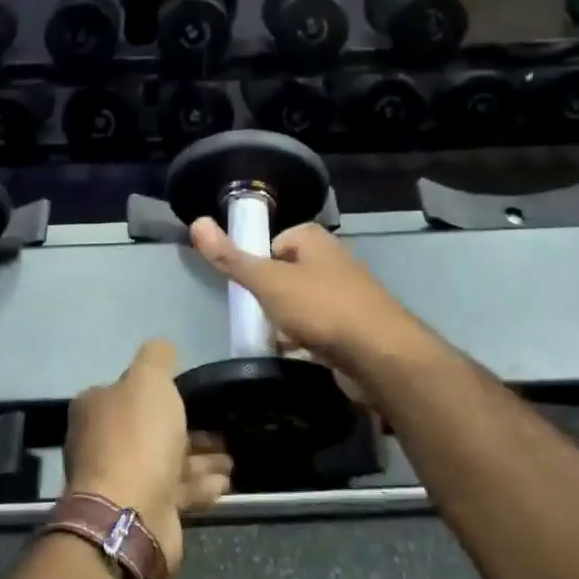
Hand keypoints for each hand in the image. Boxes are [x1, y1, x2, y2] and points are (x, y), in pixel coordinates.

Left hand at [64, 339, 232, 570]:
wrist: (131, 514)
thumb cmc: (137, 437)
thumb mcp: (148, 378)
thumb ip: (157, 357)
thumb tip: (162, 348)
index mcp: (96, 408)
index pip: (127, 391)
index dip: (159, 391)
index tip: (193, 393)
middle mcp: (103, 443)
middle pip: (151, 429)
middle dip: (189, 429)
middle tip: (223, 429)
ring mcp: (122, 480)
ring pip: (168, 461)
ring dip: (201, 459)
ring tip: (232, 457)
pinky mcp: (144, 511)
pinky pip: (177, 491)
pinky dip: (201, 485)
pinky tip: (225, 482)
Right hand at [188, 220, 427, 377]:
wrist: (381, 356)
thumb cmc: (322, 308)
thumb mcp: (268, 282)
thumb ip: (232, 258)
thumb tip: (196, 222)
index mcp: (315, 240)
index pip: (276, 241)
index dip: (259, 262)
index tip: (247, 287)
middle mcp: (335, 260)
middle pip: (290, 272)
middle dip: (273, 294)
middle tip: (258, 315)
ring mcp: (349, 294)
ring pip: (306, 302)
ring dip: (290, 320)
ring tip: (275, 339)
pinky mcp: (358, 326)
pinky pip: (323, 327)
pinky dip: (309, 339)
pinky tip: (298, 357)